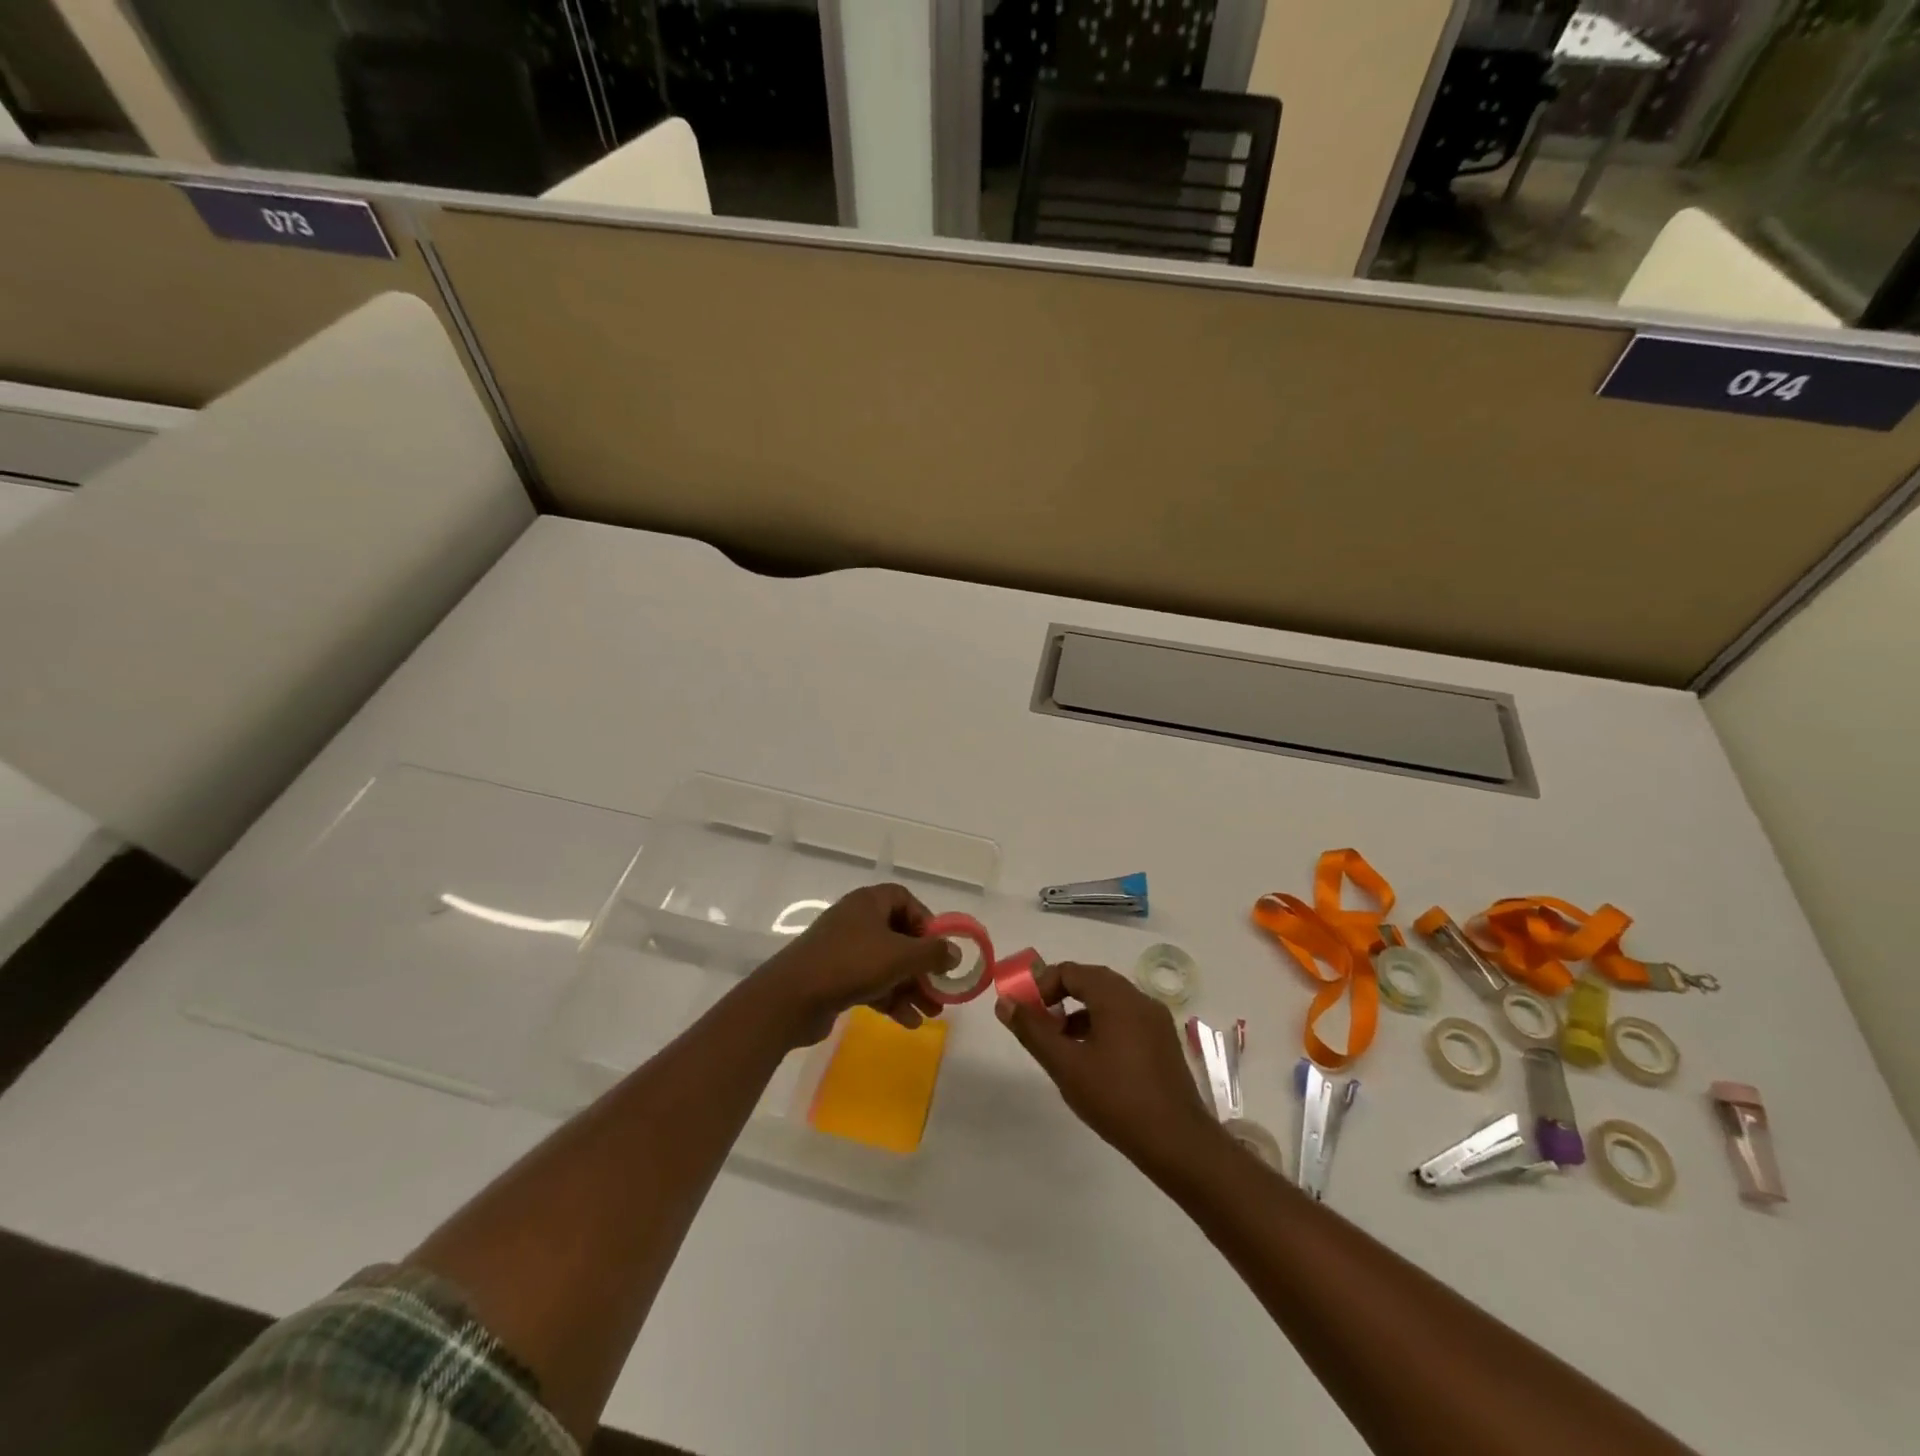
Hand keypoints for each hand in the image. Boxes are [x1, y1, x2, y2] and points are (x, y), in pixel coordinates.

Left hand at [753, 883, 956, 1045]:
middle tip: (941, 990)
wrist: (791, 998)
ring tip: (932, 1013)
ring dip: (911, 987)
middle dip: (923, 966)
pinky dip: (890, 999)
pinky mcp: (834, 977)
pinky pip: (871, 983)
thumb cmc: (851, 964)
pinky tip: (908, 1022)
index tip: (939, 948)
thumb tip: (955, 953)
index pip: (905, 900)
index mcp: (869, 902)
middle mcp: (856, 920)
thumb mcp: (900, 956)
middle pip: (899, 937)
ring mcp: (843, 950)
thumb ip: (933, 953)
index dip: (926, 922)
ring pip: (887, 964)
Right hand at [995, 961, 1220, 1173]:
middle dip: (1060, 997)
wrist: (1178, 1142)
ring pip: (1109, 1002)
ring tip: (1060, 1044)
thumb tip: (1005, 1003)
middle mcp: (1139, 998)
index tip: (1024, 1011)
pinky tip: (1091, 1059)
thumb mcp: (1066, 1065)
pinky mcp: (1164, 1042)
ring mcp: (1156, 1020)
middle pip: (1091, 981)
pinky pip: (1126, 1019)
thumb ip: (1033, 1031)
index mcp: (1116, 996)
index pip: (1070, 971)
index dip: (1042, 985)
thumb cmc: (1117, 1099)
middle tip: (1039, 1024)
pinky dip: (1102, 1026)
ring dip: (1080, 1012)